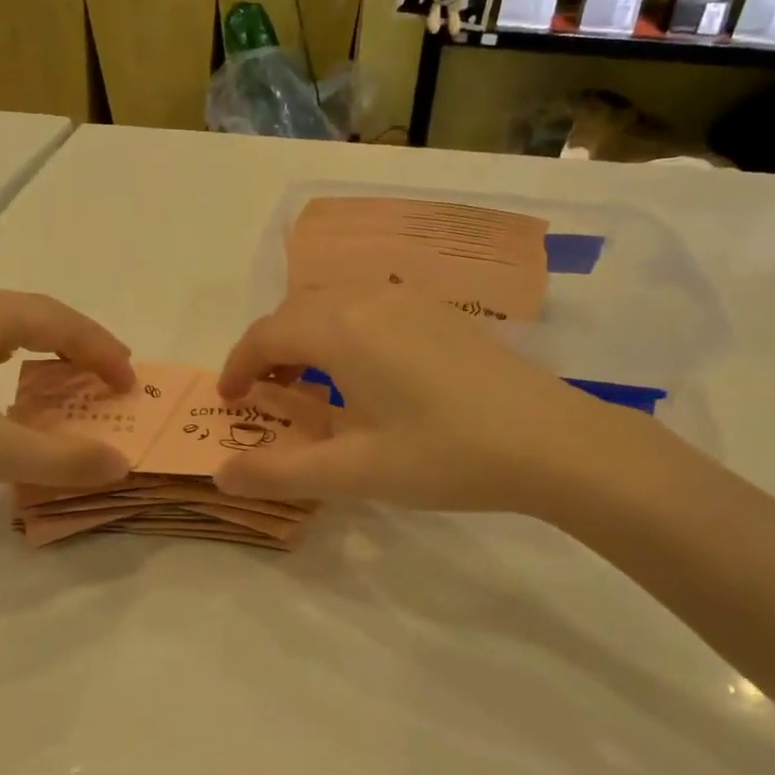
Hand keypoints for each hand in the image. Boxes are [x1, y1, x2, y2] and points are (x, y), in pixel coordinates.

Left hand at [0, 287, 136, 512]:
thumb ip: (63, 459)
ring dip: (40, 342)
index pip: (61, 322)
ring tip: (62, 368)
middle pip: (33, 313)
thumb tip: (121, 465)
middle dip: (77, 342)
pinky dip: (3, 348)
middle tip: (107, 372)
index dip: (102, 351)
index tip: (129, 384)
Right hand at [214, 289, 663, 518]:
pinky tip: (363, 372)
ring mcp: (409, 300)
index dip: (237, 366)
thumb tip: (221, 474)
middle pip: (295, 311)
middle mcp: (368, 300)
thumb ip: (280, 472)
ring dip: (305, 336)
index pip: (265, 335)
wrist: (553, 441)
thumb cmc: (445, 455)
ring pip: (332, 303)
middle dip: (267, 349)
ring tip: (307, 383)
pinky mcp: (439, 313)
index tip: (227, 401)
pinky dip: (342, 330)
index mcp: (340, 330)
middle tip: (262, 395)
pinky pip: (368, 306)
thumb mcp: (355, 472)